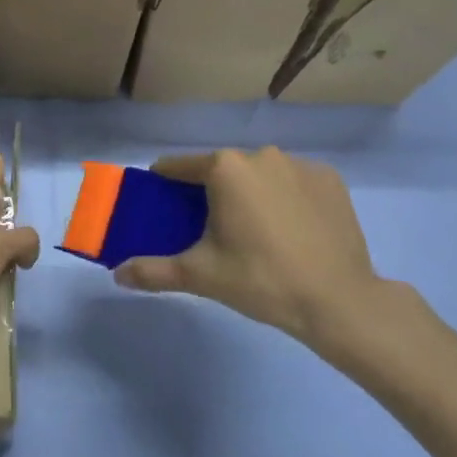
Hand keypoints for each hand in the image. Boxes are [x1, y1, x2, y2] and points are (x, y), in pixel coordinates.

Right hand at [113, 147, 413, 360]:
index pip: (178, 167)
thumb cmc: (261, 280)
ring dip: (249, 194)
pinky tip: (289, 231)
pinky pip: (292, 182)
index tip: (161, 208)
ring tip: (254, 235)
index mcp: (225, 168)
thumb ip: (153, 271)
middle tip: (209, 231)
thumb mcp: (200, 275)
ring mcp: (299, 165)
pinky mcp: (330, 180)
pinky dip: (284, 198)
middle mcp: (261, 154)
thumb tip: (117, 275)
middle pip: (221, 170)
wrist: (339, 301)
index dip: (163, 186)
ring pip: (258, 174)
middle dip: (209, 193)